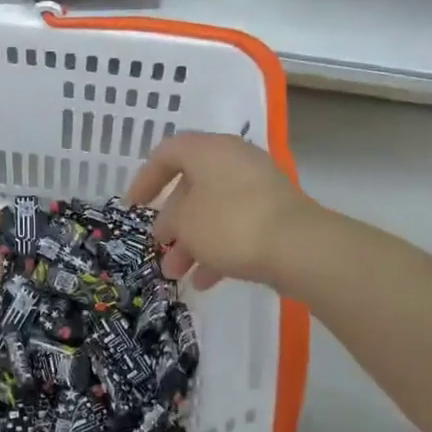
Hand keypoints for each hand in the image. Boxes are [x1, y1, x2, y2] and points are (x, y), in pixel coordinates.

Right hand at [127, 134, 315, 290]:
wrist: (298, 247)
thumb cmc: (230, 224)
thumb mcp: (185, 222)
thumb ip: (171, 219)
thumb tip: (174, 222)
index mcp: (208, 150)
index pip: (167, 153)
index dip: (145, 179)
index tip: (133, 207)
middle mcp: (233, 161)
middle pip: (192, 186)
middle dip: (172, 221)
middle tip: (159, 245)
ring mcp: (258, 188)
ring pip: (213, 211)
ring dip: (192, 242)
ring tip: (176, 274)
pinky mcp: (275, 214)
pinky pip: (236, 226)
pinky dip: (218, 249)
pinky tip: (206, 281)